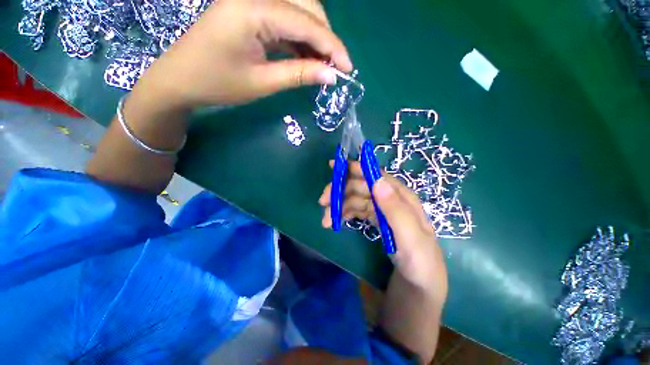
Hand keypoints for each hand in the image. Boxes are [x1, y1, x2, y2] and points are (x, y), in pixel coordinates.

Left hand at [133, 0, 351, 110]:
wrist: (180, 79)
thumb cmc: (217, 84)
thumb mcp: (263, 83)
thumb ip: (299, 74)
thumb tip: (331, 75)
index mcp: (253, 9)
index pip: (306, 22)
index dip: (332, 46)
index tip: (348, 69)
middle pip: (306, 7)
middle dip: (326, 38)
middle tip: (335, 68)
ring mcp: (252, 1)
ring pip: (298, 11)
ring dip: (315, 37)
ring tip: (324, 65)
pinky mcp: (251, 11)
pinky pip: (285, 19)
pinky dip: (300, 38)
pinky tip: (307, 56)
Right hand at [318, 162, 446, 296]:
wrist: (418, 286)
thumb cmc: (420, 263)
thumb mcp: (411, 238)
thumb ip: (395, 210)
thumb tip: (377, 181)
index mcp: (401, 197)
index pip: (375, 175)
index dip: (355, 169)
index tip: (333, 167)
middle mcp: (390, 199)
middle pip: (361, 186)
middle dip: (340, 190)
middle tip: (322, 202)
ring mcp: (381, 209)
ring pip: (356, 198)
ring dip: (339, 205)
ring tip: (326, 220)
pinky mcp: (375, 219)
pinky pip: (356, 210)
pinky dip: (344, 212)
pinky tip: (336, 221)